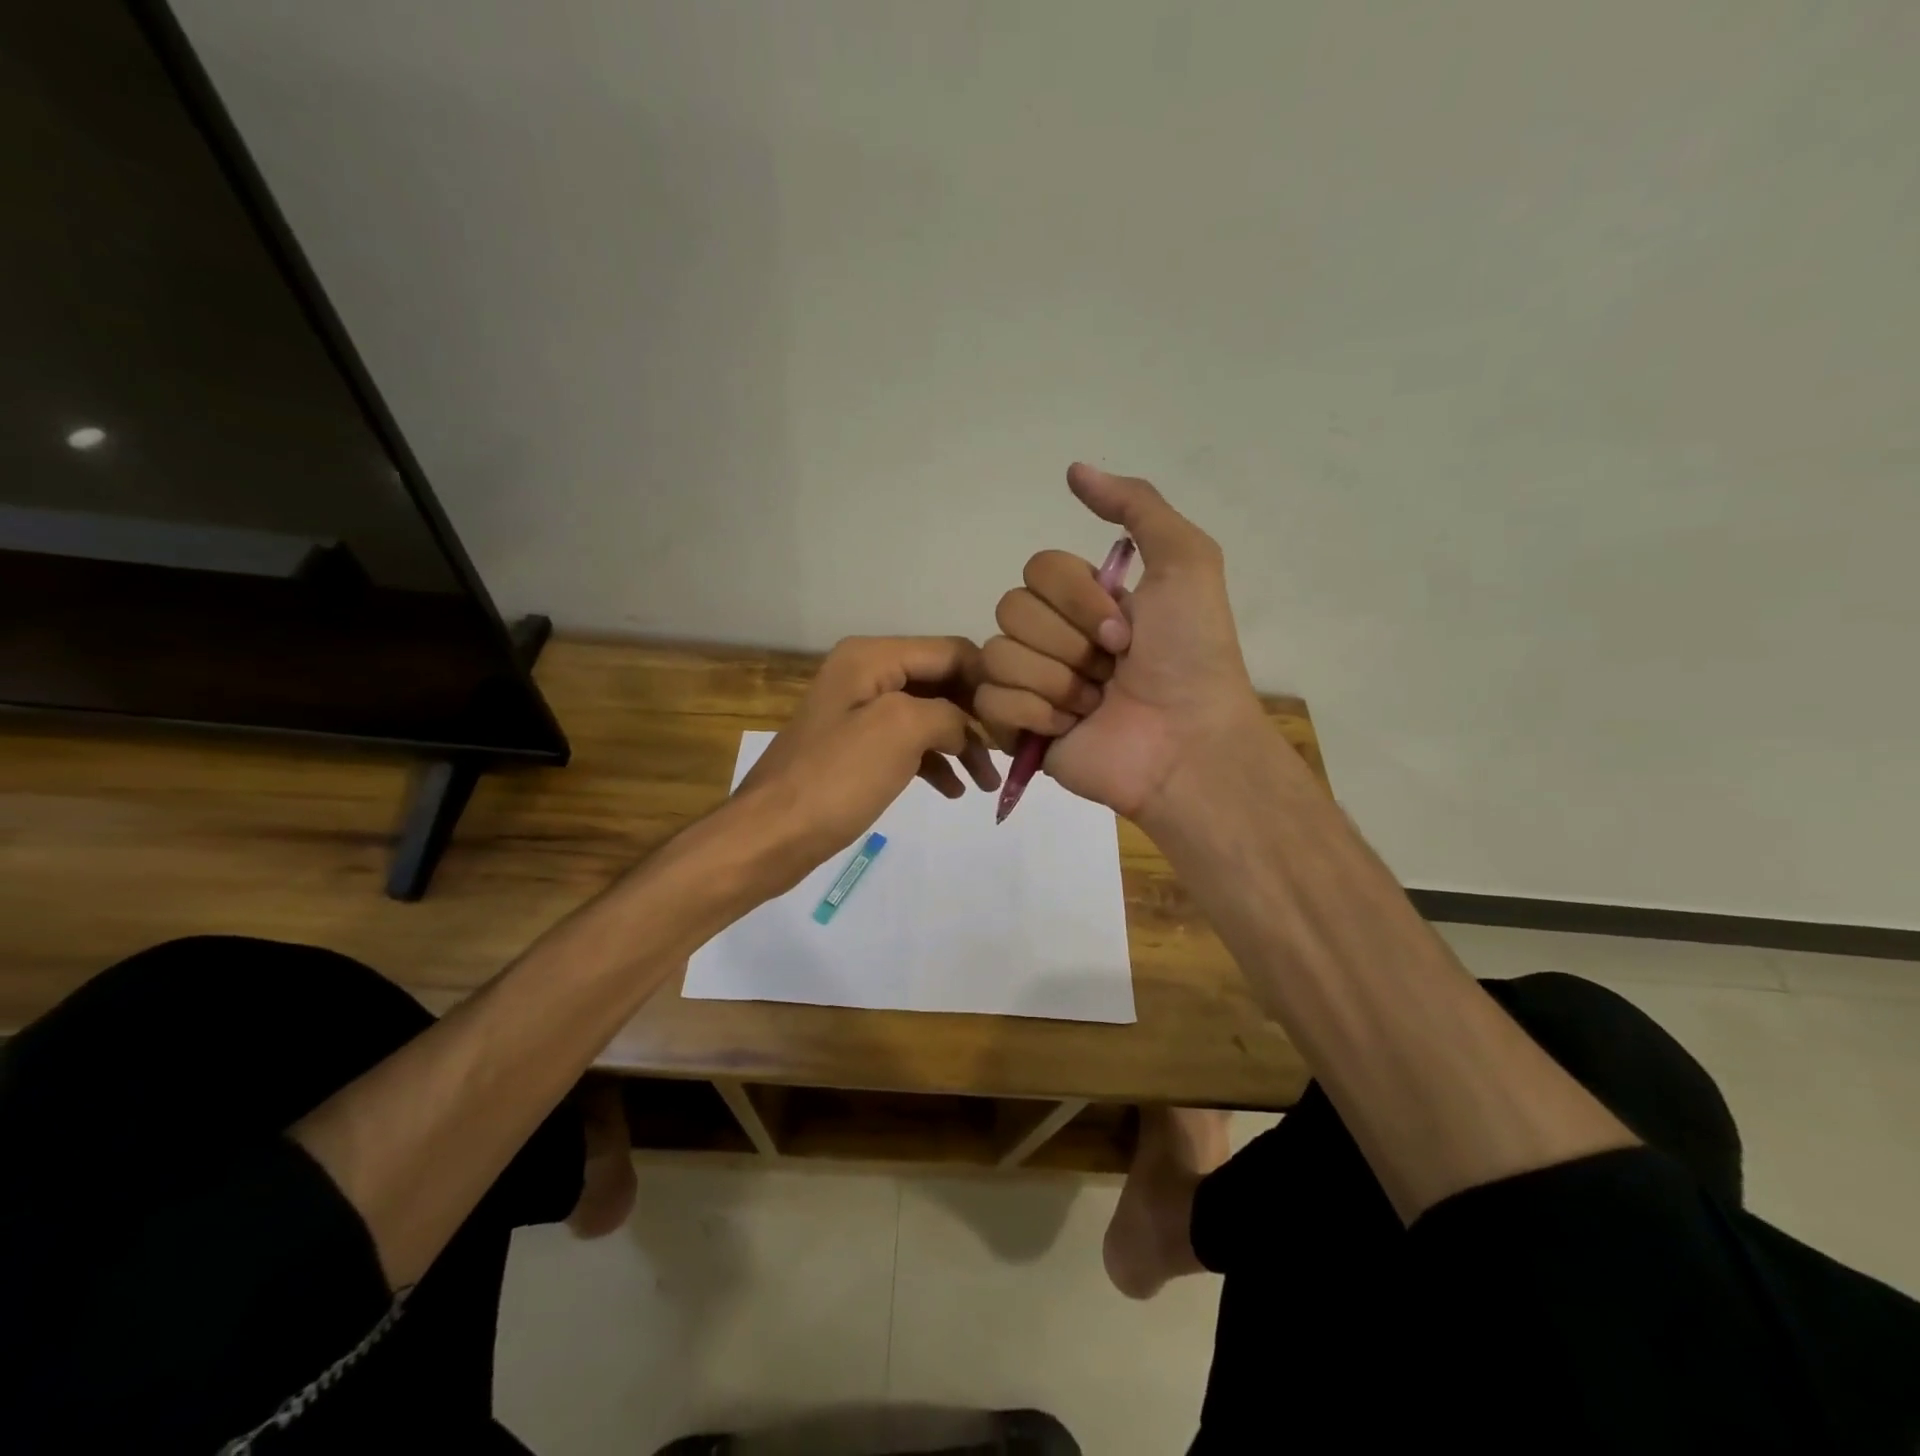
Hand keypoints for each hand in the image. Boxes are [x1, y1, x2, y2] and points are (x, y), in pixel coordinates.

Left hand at [734, 635, 1000, 889]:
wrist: (771, 835)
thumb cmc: (836, 778)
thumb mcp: (901, 730)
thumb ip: (948, 714)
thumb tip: (966, 728)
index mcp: (872, 657)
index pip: (951, 651)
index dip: (988, 681)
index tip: (1019, 719)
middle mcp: (866, 674)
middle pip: (941, 681)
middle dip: (977, 716)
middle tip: (1010, 752)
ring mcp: (860, 713)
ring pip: (929, 716)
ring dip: (961, 745)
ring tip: (987, 782)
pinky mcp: (857, 749)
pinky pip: (908, 744)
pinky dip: (934, 762)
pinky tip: (955, 790)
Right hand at [974, 464, 1262, 824]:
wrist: (1186, 743)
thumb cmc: (1191, 656)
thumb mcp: (1186, 562)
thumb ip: (1137, 506)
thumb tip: (1074, 469)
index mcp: (1085, 601)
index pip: (1037, 570)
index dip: (1077, 597)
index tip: (1126, 630)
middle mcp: (1054, 637)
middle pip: (1010, 608)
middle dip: (1069, 641)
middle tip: (1113, 668)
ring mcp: (1033, 683)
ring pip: (997, 654)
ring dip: (1057, 680)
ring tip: (1095, 703)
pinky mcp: (1017, 728)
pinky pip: (990, 701)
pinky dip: (1034, 713)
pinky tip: (1070, 728)